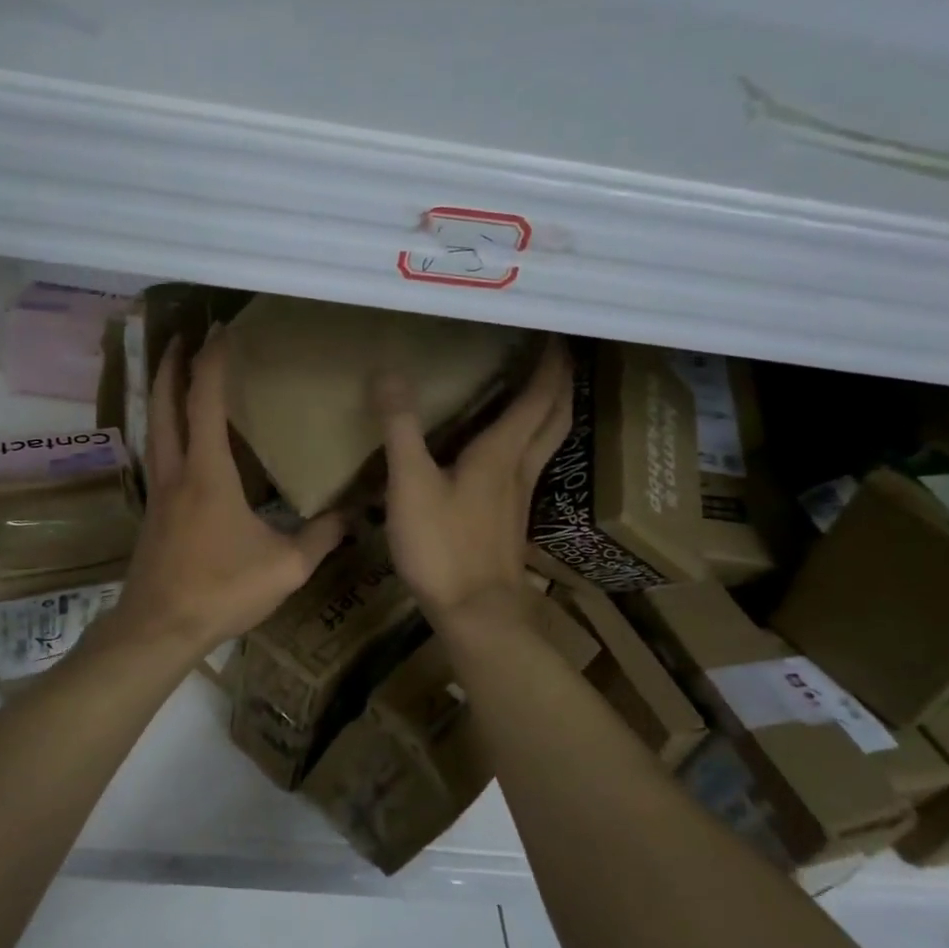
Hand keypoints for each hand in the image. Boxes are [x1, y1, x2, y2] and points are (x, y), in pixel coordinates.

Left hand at [114, 328, 345, 655]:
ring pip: (154, 428)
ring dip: (163, 394)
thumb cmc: (221, 591)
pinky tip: (180, 440)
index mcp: (208, 473)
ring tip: (175, 374)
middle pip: (164, 404)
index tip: (220, 332)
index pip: (205, 401)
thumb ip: (320, 538)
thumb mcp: (285, 568)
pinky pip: (157, 454)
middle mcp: (176, 471)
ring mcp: (159, 492)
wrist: (159, 628)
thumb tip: (352, 515)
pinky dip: (165, 429)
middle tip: (184, 337)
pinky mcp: (152, 513)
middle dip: (172, 365)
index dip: (211, 362)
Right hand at [374, 338, 572, 629]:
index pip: (537, 397)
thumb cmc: (443, 546)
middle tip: (557, 355)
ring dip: (551, 412)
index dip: (549, 364)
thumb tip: (388, 372)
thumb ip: (401, 428)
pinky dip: (530, 443)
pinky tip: (508, 453)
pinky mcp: (509, 522)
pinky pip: (529, 467)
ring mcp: (518, 498)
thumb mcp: (411, 484)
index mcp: (501, 453)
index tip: (554, 334)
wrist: (475, 613)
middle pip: (554, 418)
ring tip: (540, 392)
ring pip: (547, 444)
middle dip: (560, 383)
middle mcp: (519, 469)